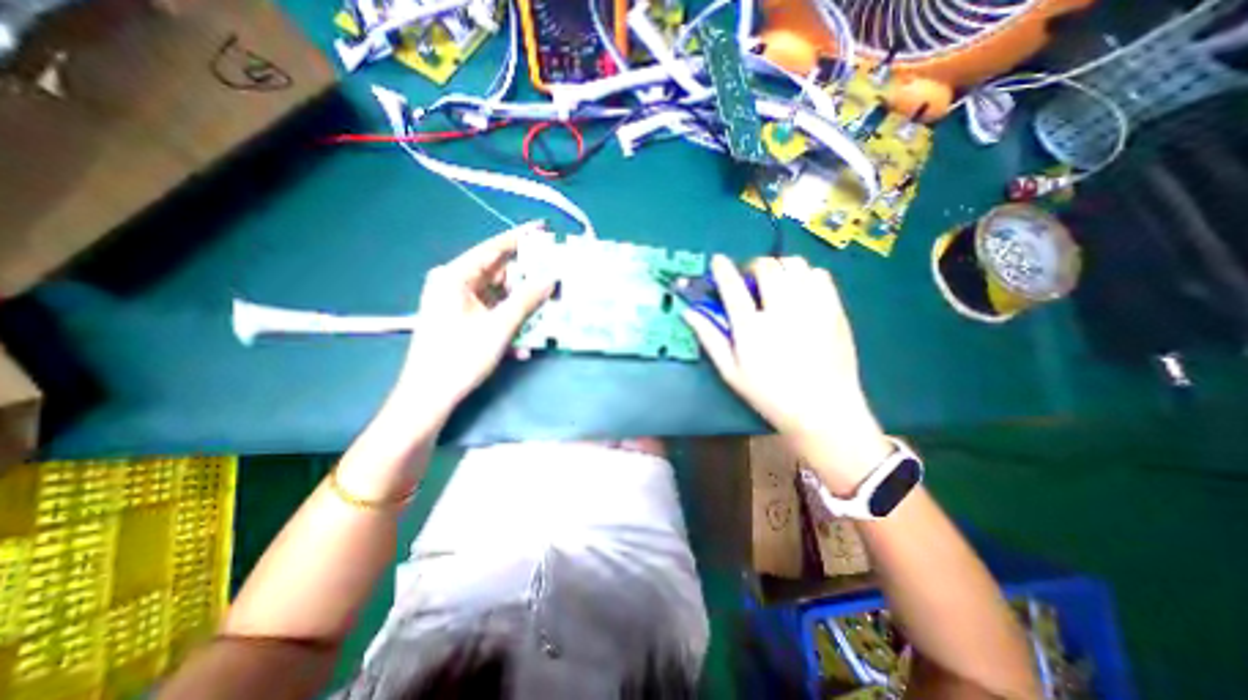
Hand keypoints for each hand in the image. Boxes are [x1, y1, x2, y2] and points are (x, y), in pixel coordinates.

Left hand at [393, 222, 553, 411]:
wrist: (429, 396)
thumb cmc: (460, 357)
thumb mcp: (499, 327)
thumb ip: (527, 300)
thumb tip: (551, 278)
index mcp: (455, 276)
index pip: (492, 248)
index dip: (520, 238)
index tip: (543, 228)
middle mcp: (454, 284)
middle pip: (497, 271)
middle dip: (526, 275)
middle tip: (554, 272)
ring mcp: (457, 302)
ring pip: (497, 293)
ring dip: (521, 302)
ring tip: (548, 303)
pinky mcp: (462, 319)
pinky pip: (492, 311)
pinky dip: (509, 319)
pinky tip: (525, 340)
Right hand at [686, 255, 892, 488]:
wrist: (823, 409)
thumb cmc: (769, 394)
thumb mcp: (731, 371)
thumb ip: (710, 338)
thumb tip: (689, 312)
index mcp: (751, 329)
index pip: (733, 287)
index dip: (723, 269)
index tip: (718, 261)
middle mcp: (781, 311)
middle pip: (766, 267)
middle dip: (753, 267)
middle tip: (752, 282)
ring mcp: (811, 307)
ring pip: (794, 264)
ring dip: (780, 269)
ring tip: (778, 285)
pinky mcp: (834, 308)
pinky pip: (819, 274)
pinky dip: (805, 276)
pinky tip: (801, 293)